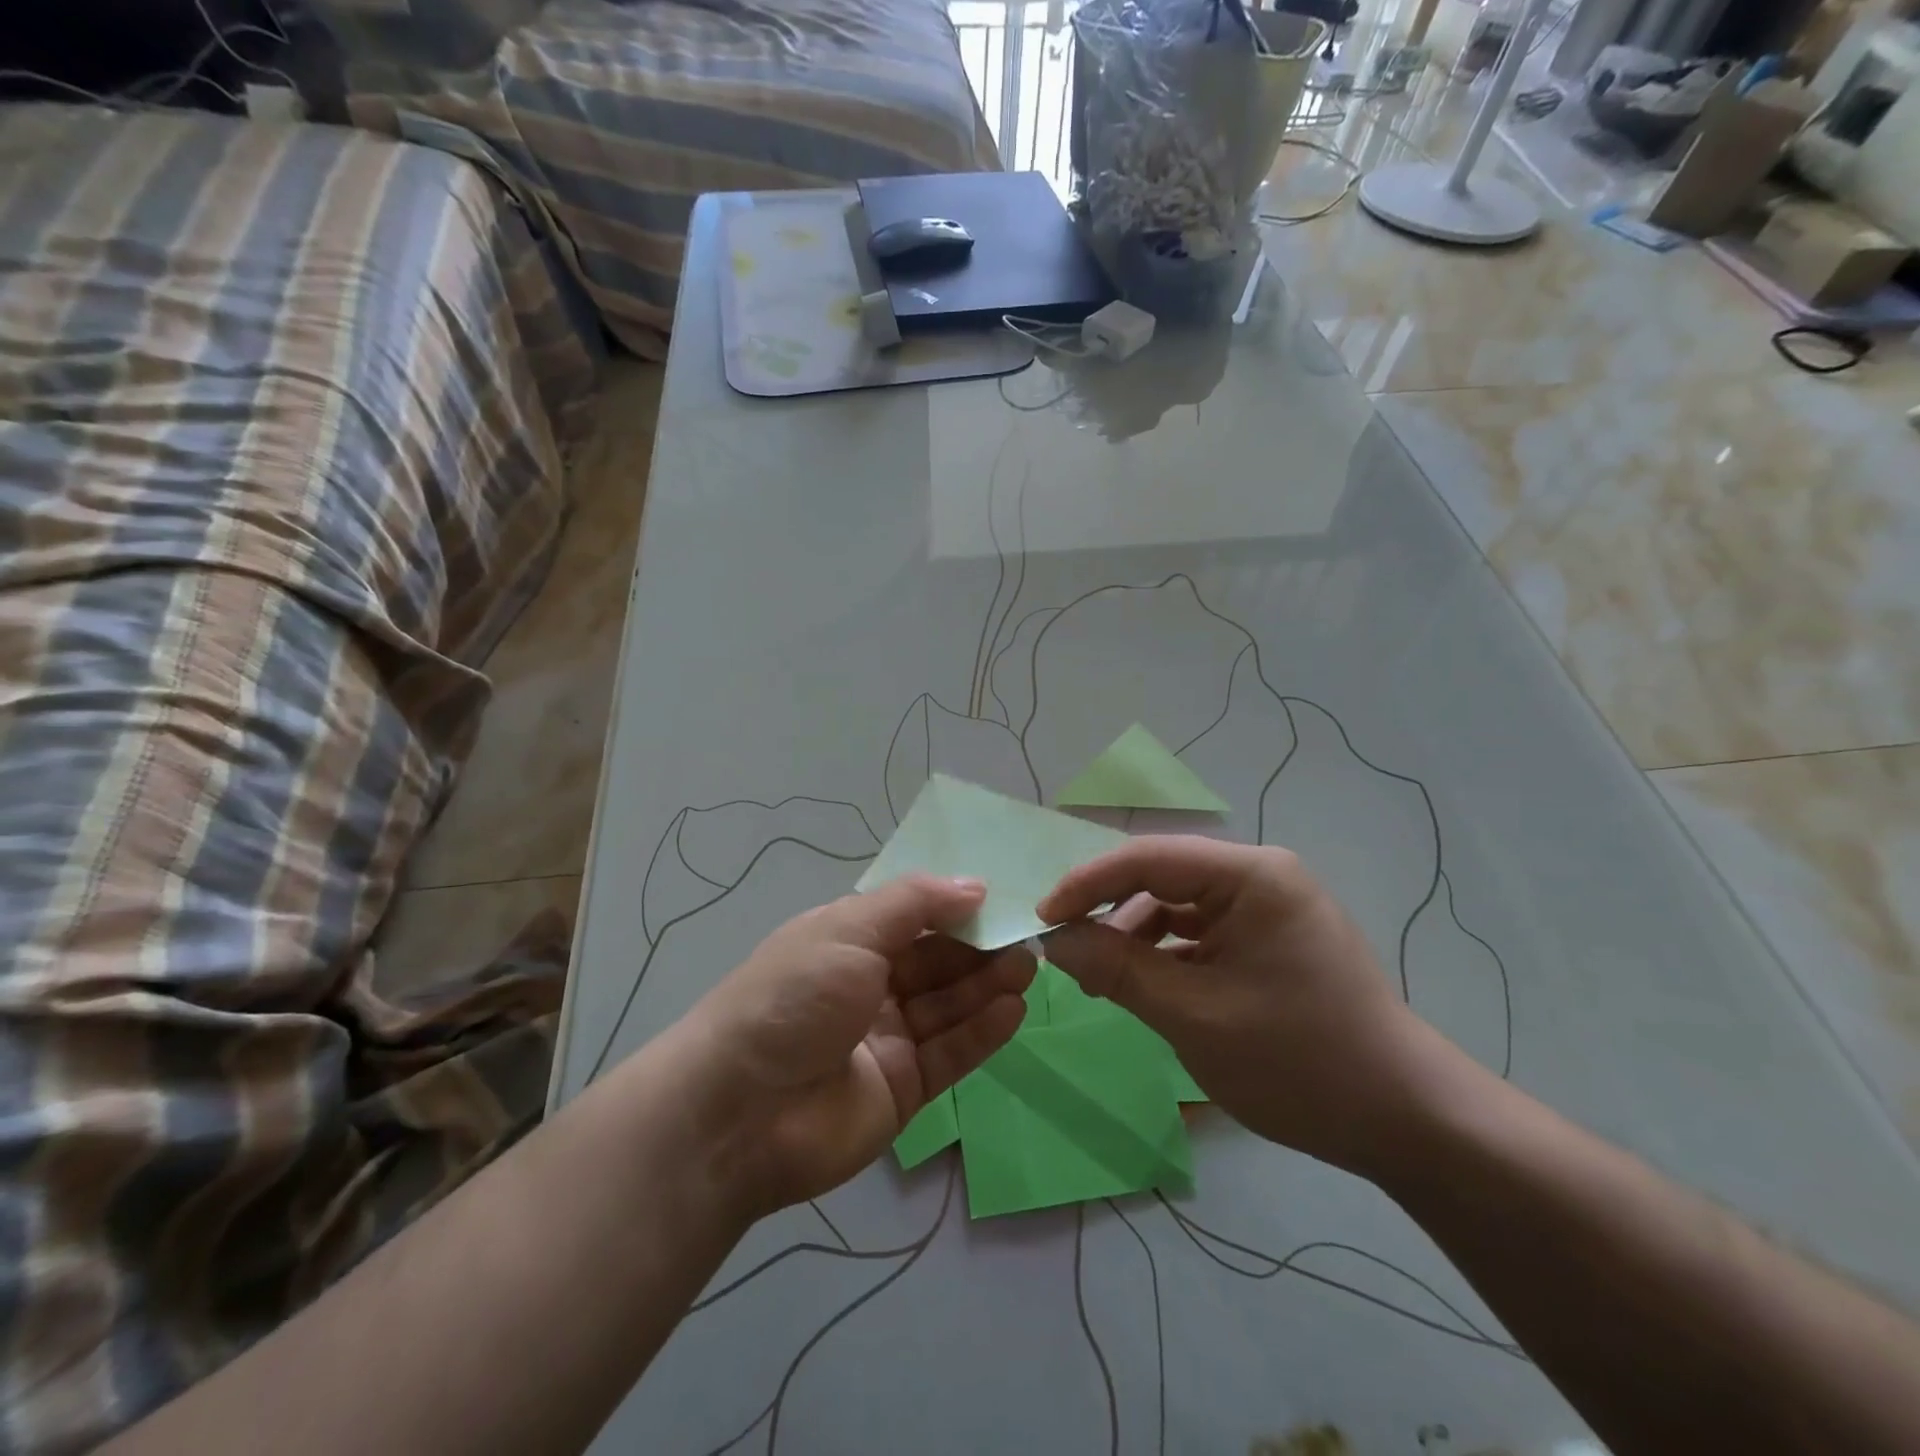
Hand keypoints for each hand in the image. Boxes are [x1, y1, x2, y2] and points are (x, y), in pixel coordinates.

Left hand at [678, 875, 1032, 1218]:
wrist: (739, 1112)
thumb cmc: (793, 997)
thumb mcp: (849, 929)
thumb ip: (916, 903)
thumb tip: (976, 885)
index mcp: (847, 942)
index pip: (912, 918)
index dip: (955, 908)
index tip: (1001, 900)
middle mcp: (868, 987)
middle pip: (935, 963)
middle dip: (978, 948)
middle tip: (1026, 937)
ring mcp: (886, 1039)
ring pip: (948, 1006)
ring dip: (987, 986)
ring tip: (1028, 967)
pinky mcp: (902, 1088)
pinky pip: (950, 1054)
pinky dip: (982, 1032)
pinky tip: (1013, 1009)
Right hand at [1038, 836, 1452, 1175]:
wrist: (1406, 1121)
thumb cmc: (1299, 1061)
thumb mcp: (1193, 1016)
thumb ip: (1117, 969)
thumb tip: (1053, 939)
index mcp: (1251, 876)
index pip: (1148, 859)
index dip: (1087, 884)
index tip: (1042, 919)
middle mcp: (1260, 877)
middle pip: (1162, 879)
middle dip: (1110, 914)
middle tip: (1066, 952)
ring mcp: (1268, 908)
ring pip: (1178, 907)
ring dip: (1136, 939)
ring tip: (1103, 983)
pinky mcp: (1270, 940)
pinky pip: (1201, 933)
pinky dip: (1166, 956)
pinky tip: (1144, 988)